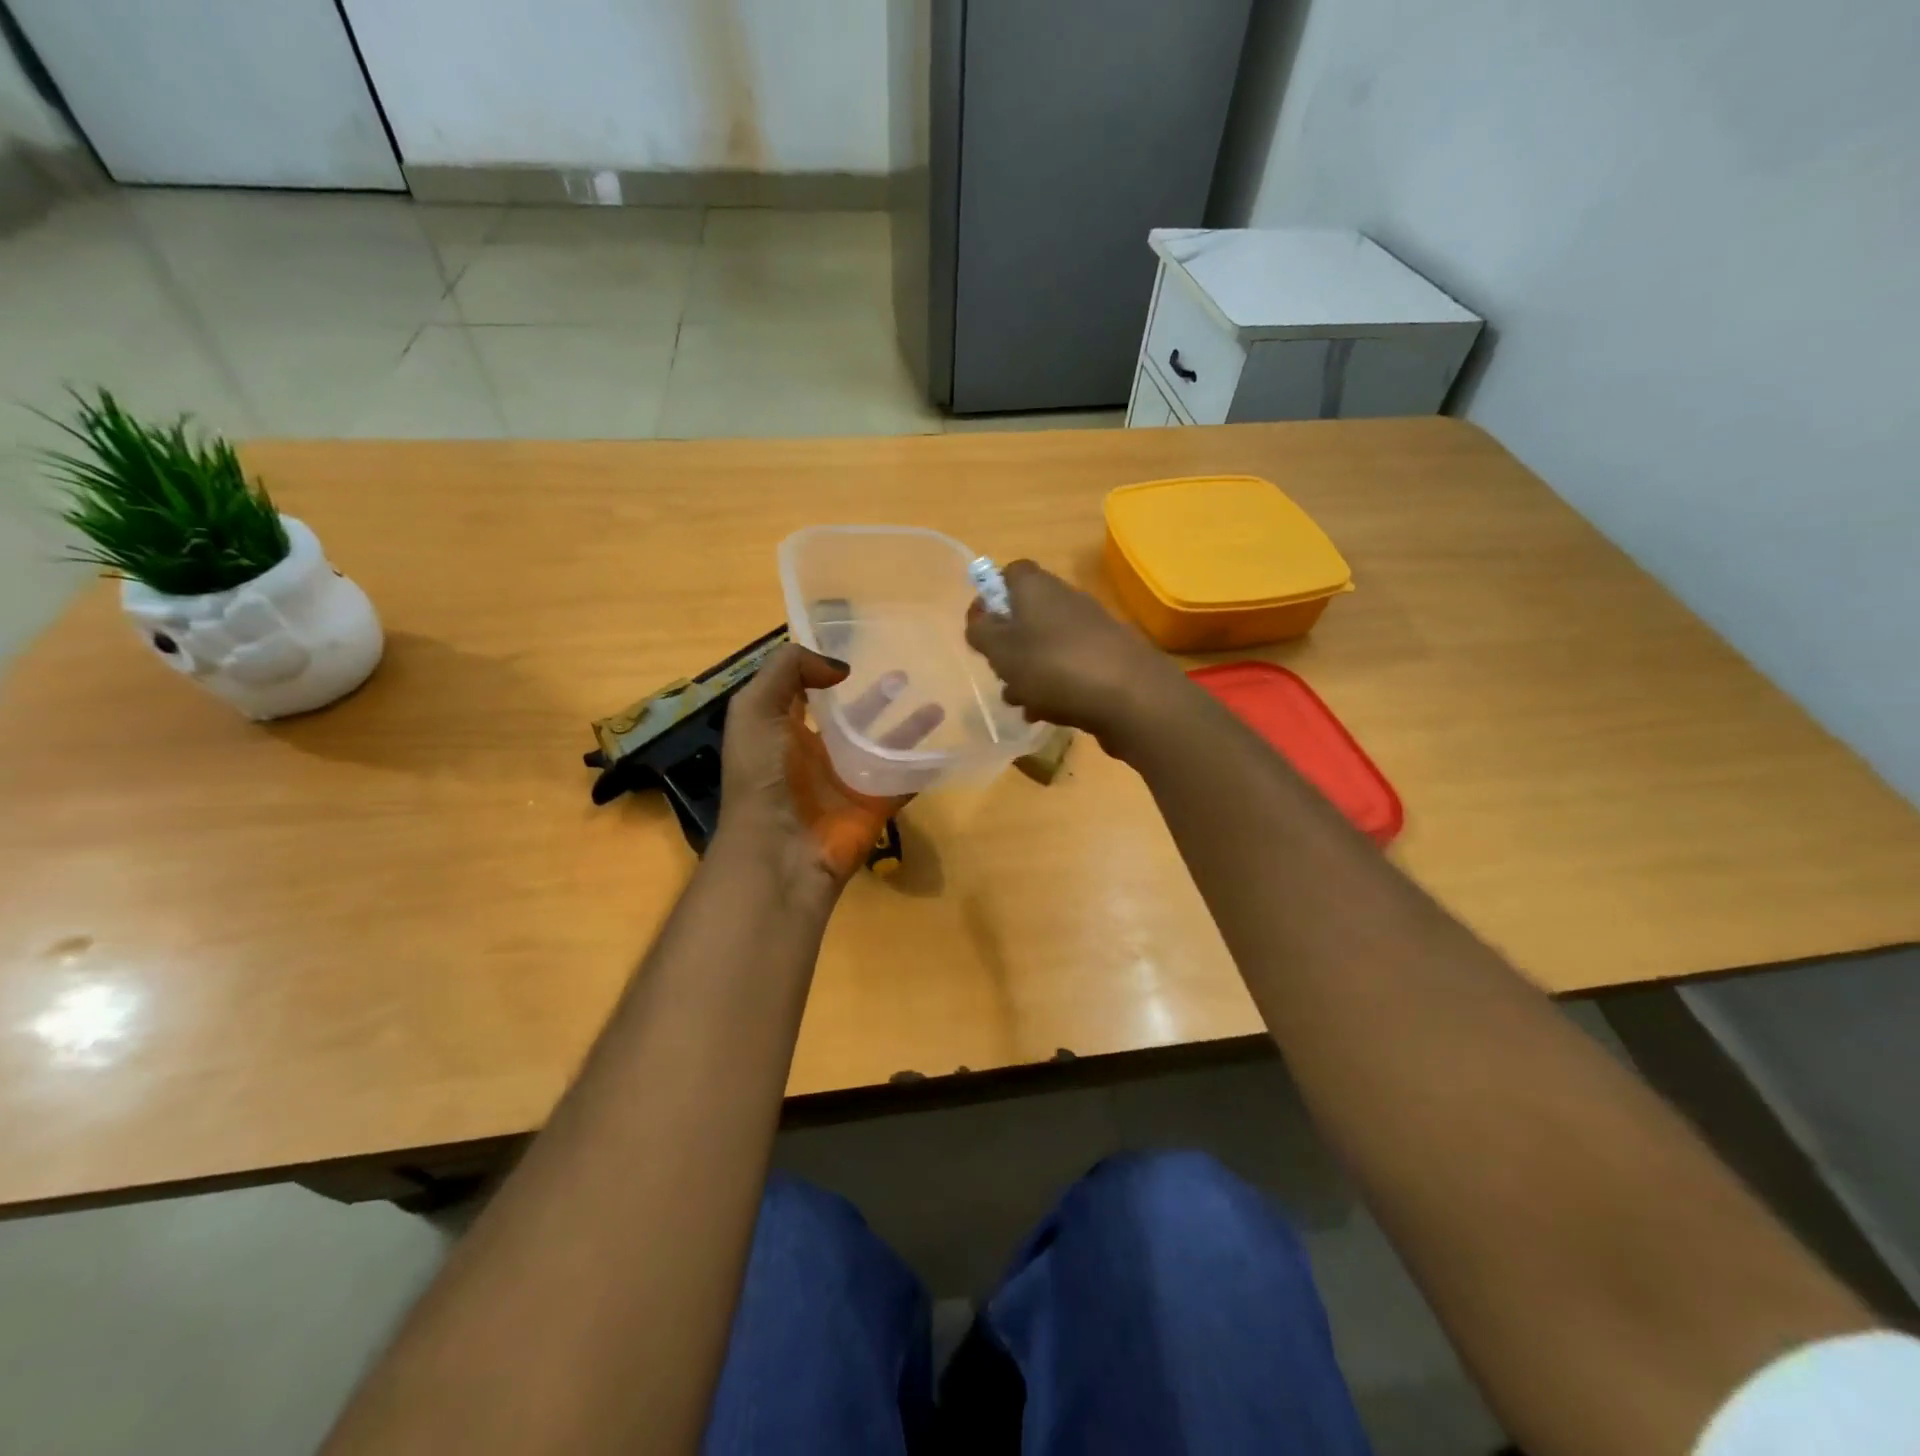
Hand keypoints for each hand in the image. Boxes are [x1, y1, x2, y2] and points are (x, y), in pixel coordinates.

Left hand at [714, 645, 941, 909]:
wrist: (781, 850)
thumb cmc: (763, 775)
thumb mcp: (754, 709)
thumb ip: (787, 671)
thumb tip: (839, 668)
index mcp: (785, 731)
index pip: (808, 693)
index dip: (826, 671)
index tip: (858, 648)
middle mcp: (819, 753)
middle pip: (854, 717)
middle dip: (878, 696)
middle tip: (906, 672)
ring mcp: (850, 780)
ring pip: (886, 745)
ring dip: (911, 726)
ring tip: (938, 704)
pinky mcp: (877, 803)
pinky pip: (907, 778)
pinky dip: (927, 765)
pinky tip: (951, 744)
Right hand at [964, 560, 1187, 755]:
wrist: (1130, 697)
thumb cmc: (1054, 667)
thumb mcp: (1002, 650)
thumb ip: (982, 632)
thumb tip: (979, 619)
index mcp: (1037, 587)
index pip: (1009, 573)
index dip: (991, 597)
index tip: (981, 628)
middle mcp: (1065, 600)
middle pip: (1027, 615)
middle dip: (1008, 646)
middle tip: (999, 672)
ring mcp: (1090, 630)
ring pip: (1046, 646)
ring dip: (1028, 673)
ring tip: (1020, 702)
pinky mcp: (1107, 659)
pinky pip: (1069, 668)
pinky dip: (1054, 688)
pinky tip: (1047, 713)